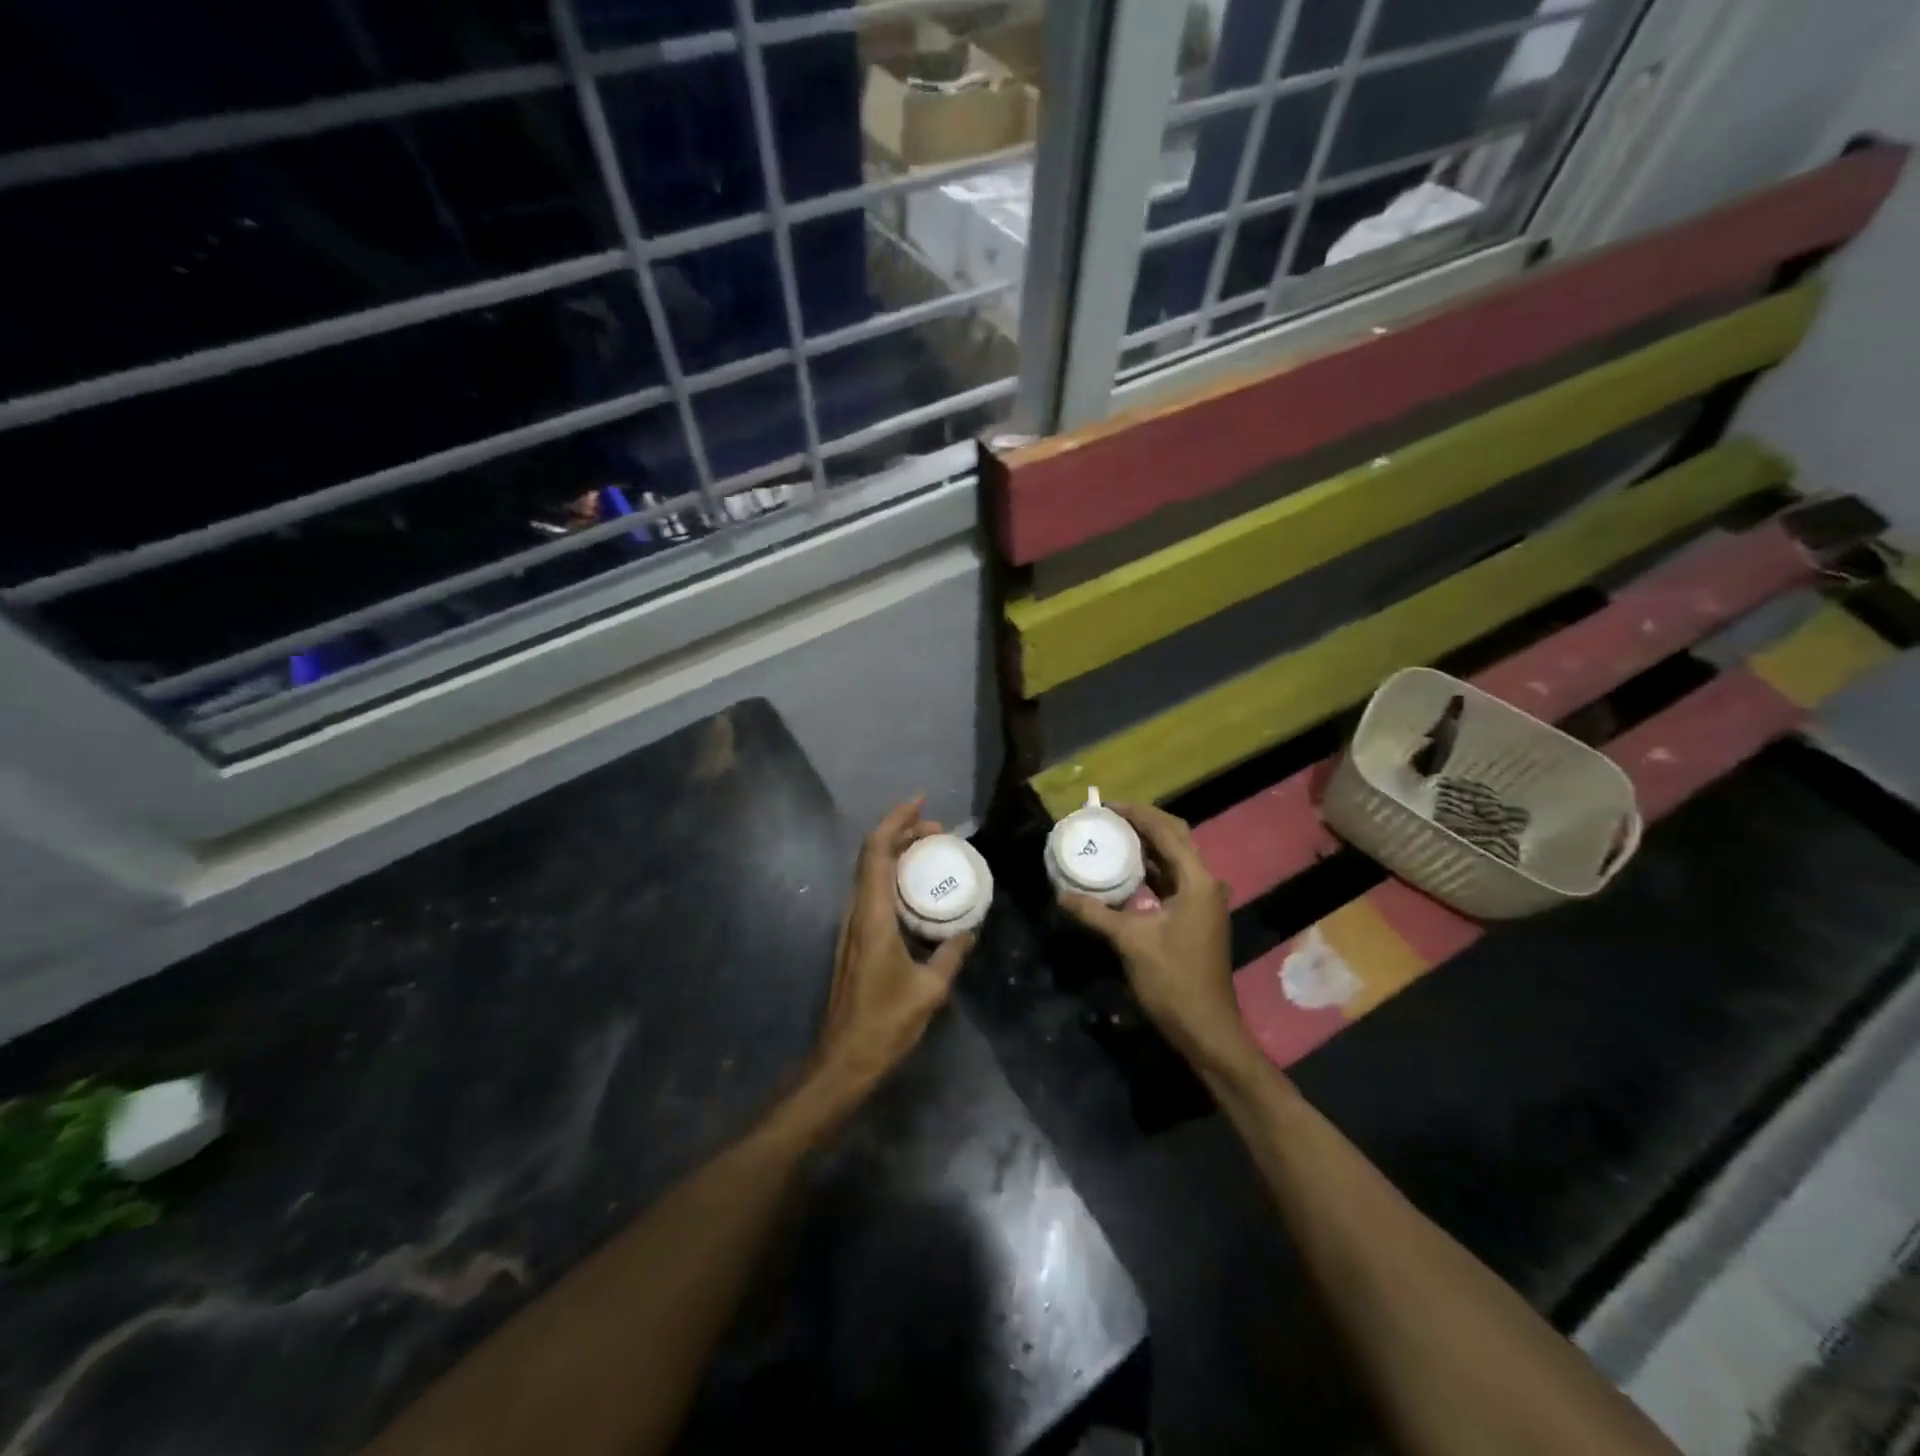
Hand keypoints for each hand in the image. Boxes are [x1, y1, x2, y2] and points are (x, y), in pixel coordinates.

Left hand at [807, 799, 975, 1102]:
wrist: (845, 1058)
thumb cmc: (886, 1022)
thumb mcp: (930, 989)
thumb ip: (951, 954)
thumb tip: (968, 929)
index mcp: (873, 916)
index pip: (877, 852)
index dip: (896, 821)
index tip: (921, 803)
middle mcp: (857, 912)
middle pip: (872, 855)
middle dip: (901, 832)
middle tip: (938, 829)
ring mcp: (852, 925)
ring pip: (870, 872)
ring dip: (896, 852)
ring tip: (930, 849)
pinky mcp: (855, 939)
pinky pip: (873, 891)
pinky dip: (893, 875)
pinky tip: (917, 888)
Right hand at [1057, 803, 1250, 1069]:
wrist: (1206, 1028)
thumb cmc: (1173, 980)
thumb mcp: (1130, 942)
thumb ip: (1095, 913)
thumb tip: (1061, 893)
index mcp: (1196, 881)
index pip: (1166, 831)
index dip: (1136, 813)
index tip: (1105, 805)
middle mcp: (1204, 883)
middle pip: (1174, 838)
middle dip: (1142, 823)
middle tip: (1107, 817)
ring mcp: (1201, 900)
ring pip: (1173, 858)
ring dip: (1145, 845)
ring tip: (1110, 835)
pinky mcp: (1194, 915)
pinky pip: (1170, 879)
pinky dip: (1149, 869)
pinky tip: (1123, 870)